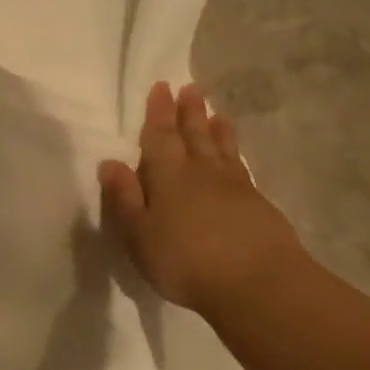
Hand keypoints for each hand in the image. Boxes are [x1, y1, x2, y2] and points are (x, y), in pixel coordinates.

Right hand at [98, 82, 301, 314]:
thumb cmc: (185, 260)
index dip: (158, 112)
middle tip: (190, 88)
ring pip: (221, 148)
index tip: (161, 86)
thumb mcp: (139, 234)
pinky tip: (234, 156)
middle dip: (189, 112)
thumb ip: (124, 198)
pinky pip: (240, 167)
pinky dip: (234, 154)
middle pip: (194, 135)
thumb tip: (111, 162)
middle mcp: (202, 172)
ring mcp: (235, 186)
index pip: (160, 136)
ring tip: (215, 112)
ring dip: (215, 128)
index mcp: (169, 175)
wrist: (257, 283)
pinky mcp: (258, 204)